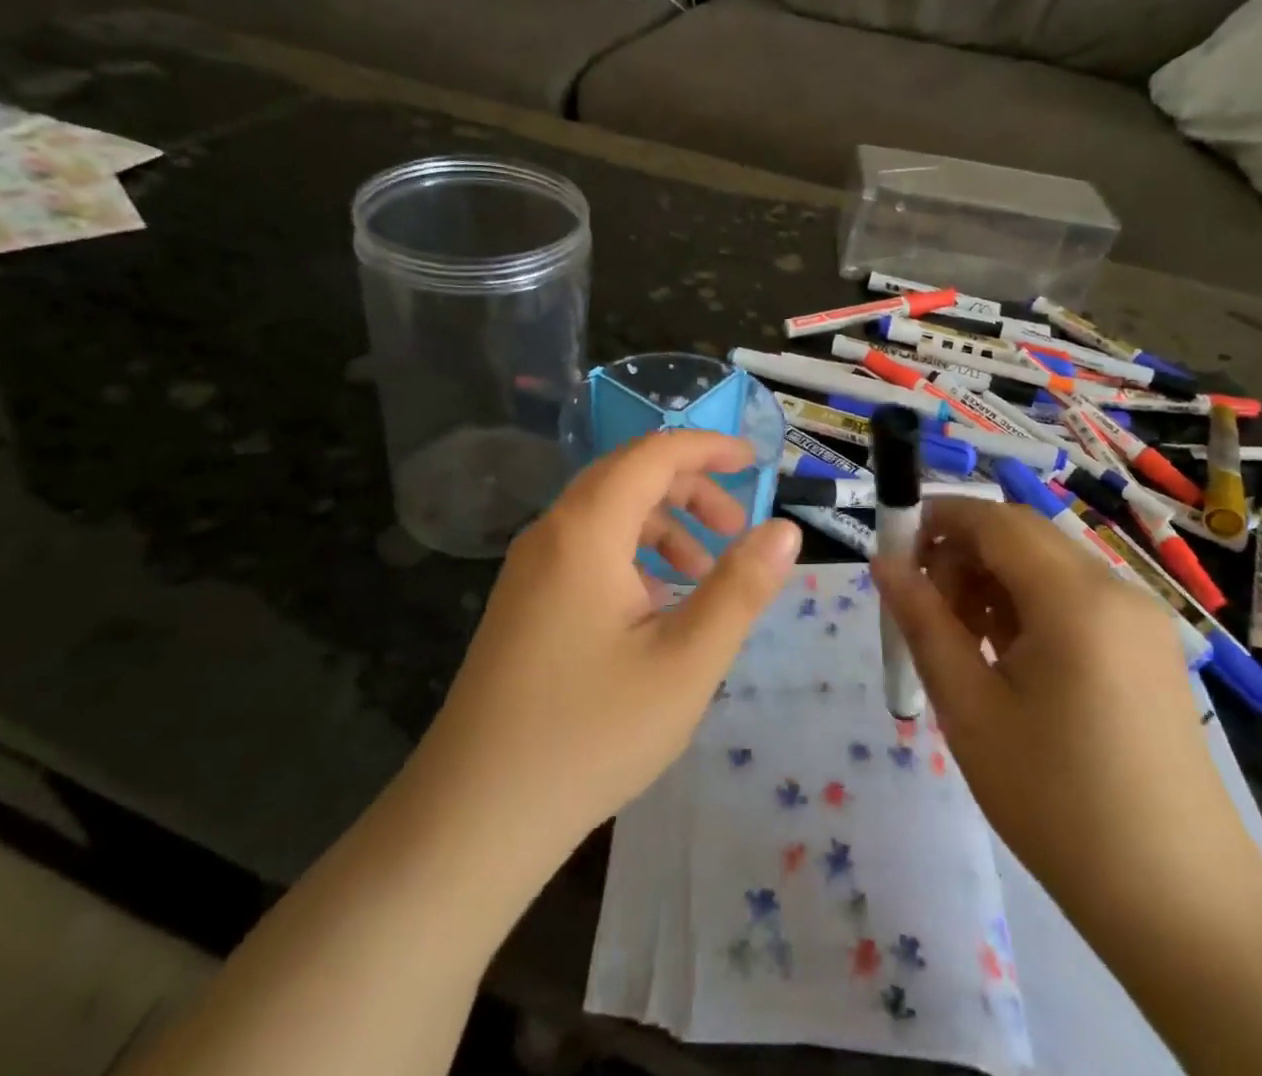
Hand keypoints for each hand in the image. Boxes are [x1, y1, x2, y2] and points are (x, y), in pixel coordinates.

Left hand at [417, 430, 800, 860]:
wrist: (475, 814)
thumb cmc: (590, 733)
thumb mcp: (685, 662)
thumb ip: (740, 588)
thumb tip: (785, 529)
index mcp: (586, 529)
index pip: (653, 453)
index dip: (708, 447)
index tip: (755, 462)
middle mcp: (551, 532)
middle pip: (628, 476)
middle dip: (690, 489)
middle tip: (736, 530)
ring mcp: (529, 568)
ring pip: (606, 515)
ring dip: (662, 526)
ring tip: (702, 575)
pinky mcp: (523, 601)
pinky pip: (585, 550)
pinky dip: (631, 556)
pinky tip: (654, 609)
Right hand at [872, 498, 1261, 924]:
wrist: (1182, 907)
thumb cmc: (1059, 803)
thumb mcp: (971, 709)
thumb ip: (923, 622)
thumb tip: (882, 563)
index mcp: (1076, 599)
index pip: (994, 520)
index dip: (937, 519)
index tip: (893, 551)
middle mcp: (1116, 590)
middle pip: (1021, 535)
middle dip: (962, 552)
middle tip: (925, 609)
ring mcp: (1140, 620)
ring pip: (1046, 565)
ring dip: (992, 580)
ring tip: (961, 642)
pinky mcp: (1148, 649)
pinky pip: (1074, 598)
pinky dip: (1027, 605)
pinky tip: (1007, 659)